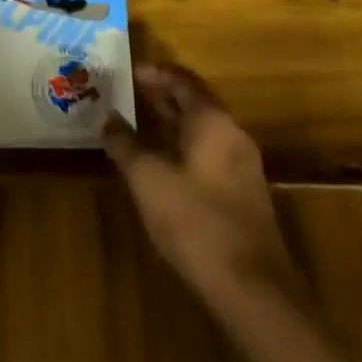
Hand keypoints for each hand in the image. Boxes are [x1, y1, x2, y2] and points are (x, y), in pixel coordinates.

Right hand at [102, 64, 297, 304]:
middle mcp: (232, 131)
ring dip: (174, 124)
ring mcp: (244, 162)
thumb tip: (108, 118)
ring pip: (204, 129)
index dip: (154, 73)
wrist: (252, 289)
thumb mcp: (148, 180)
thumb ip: (126, 145)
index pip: (181, 79)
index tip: (128, 73)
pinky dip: (187, 147)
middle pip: (195, 101)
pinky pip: (212, 152)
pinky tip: (167, 166)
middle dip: (163, 97)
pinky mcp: (246, 192)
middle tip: (131, 96)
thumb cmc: (196, 221)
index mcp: (211, 118)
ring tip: (143, 128)